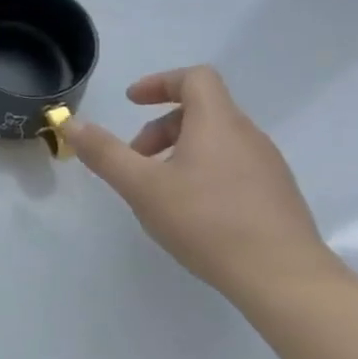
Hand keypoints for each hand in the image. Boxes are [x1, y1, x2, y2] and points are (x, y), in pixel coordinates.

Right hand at [63, 65, 339, 302]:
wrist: (286, 280)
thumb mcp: (142, 186)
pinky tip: (192, 212)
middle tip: (136, 159)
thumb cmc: (208, 223)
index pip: (195, 78)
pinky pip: (234, 167)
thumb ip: (104, 152)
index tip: (132, 103)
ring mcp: (268, 167)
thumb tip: (72, 124)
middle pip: (202, 110)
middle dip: (161, 127)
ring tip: (159, 190)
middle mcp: (248, 136)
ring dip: (181, 151)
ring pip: (217, 141)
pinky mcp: (278, 197)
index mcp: (218, 123)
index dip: (159, 83)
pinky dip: (204, 172)